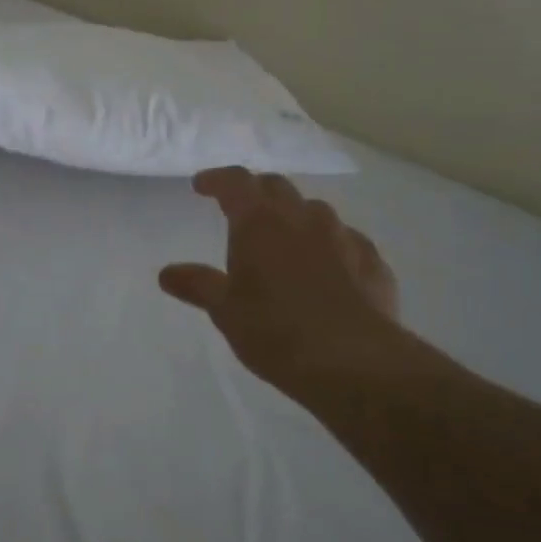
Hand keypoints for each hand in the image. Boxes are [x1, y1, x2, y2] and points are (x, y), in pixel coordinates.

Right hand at [160, 168, 403, 408]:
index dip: (217, 179)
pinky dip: (331, 247)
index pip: (236, 182)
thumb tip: (167, 273)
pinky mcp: (373, 263)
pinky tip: (328, 271)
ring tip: (285, 242)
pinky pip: (347, 242)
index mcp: (260, 222)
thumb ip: (197, 285)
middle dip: (256, 192)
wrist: (353, 361)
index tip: (201, 186)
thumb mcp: (225, 310)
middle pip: (277, 187)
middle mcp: (303, 218)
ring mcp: (344, 237)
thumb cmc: (275, 330)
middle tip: (241, 209)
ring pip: (315, 212)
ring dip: (295, 217)